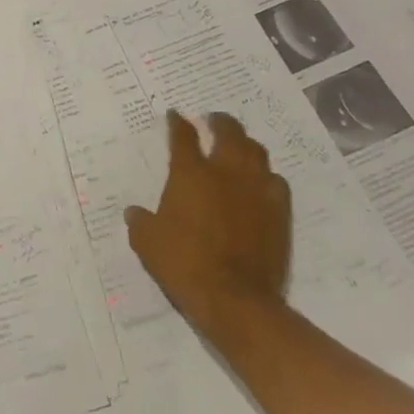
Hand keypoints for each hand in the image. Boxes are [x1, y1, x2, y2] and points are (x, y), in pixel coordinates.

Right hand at [125, 110, 291, 336]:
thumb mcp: (148, 243)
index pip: (182, 136)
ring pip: (256, 151)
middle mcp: (225, 172)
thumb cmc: (185, 264)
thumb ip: (140, 222)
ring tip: (238, 146)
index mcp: (190, 173)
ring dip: (245, 144)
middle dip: (220, 121)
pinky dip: (266, 176)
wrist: (235, 299)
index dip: (177, 122)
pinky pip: (276, 182)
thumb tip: (134, 212)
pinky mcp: (279, 212)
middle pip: (228, 132)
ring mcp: (256, 190)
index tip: (175, 114)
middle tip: (213, 120)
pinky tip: (260, 182)